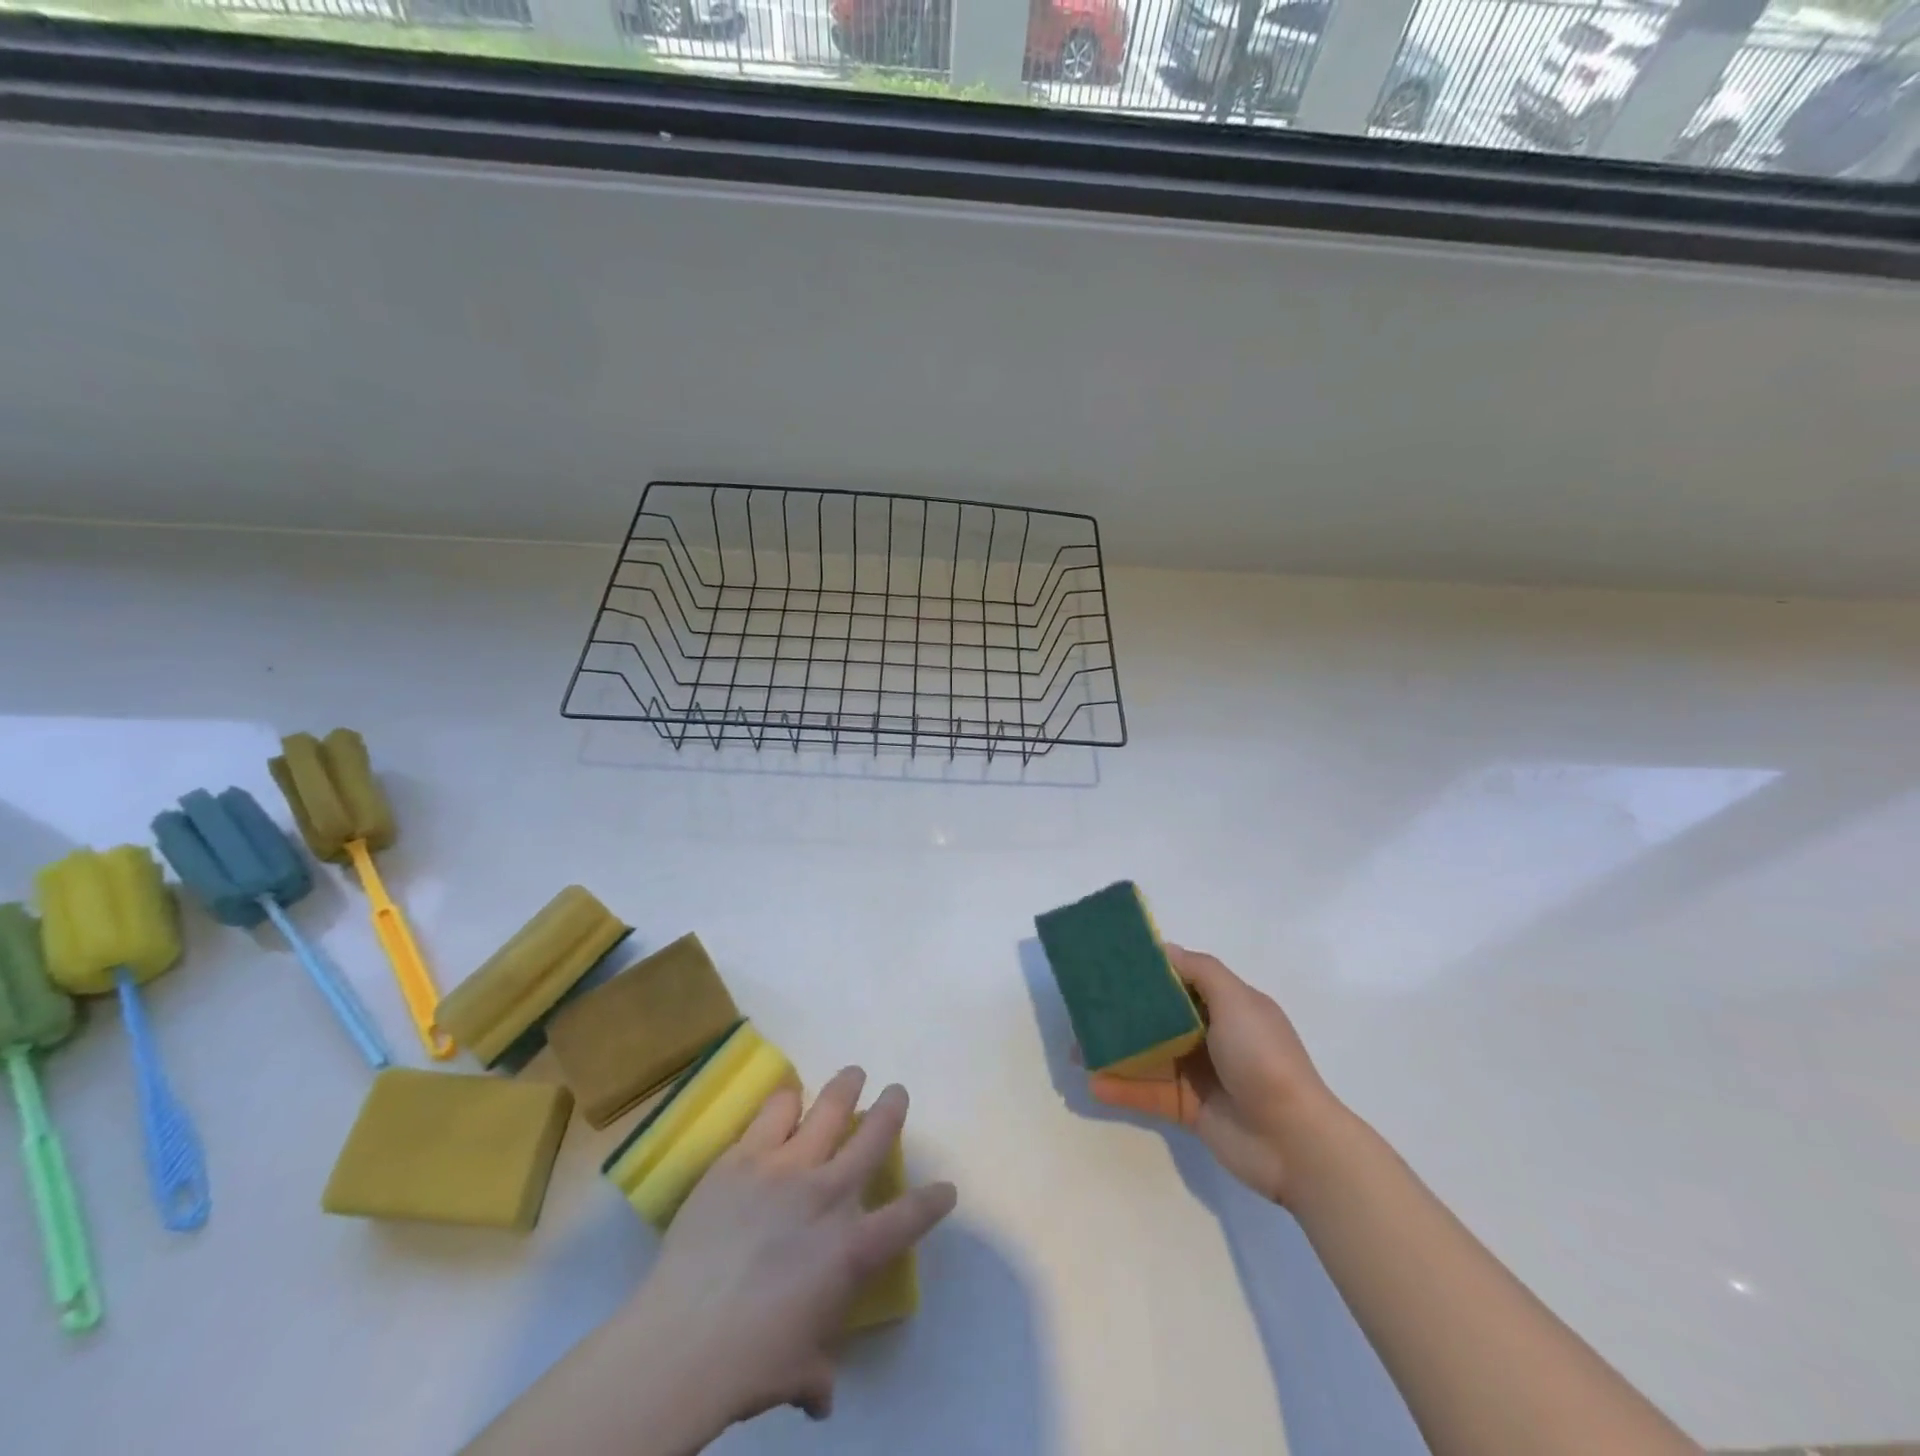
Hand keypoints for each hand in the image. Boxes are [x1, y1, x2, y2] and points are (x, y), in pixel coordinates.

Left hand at [630, 1069, 957, 1441]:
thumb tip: (821, 1397)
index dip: (934, 1201)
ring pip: (829, 1108)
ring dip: (846, 1087)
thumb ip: (817, 1373)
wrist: (683, 1340)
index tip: (946, 1189)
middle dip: (892, 1109)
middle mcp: (828, 1196)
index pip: (909, 1218)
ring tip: (853, 1074)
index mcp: (852, 1250)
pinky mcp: (744, 1157)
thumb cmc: (750, 1365)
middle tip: (897, 1093)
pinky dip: (787, 1101)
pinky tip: (788, 1098)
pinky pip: (774, 1112)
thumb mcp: (798, 1374)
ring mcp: (786, 1168)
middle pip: (873, 1136)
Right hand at [1087, 945, 1336, 1205]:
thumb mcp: (1237, 1001)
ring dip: (1113, 1051)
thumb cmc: (1264, 1059)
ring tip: (1075, 1048)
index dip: (1146, 971)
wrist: (1294, 1142)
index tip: (1109, 963)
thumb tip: (1164, 948)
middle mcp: (1210, 1036)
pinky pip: (1147, 1093)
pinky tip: (1092, 1082)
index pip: (1179, 981)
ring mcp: (1198, 1074)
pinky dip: (1121, 1088)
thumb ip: (1200, 971)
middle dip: (1121, 1012)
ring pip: (1146, 1055)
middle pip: (1157, 1017)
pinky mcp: (1187, 1110)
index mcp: (1225, 1007)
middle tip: (1082, 1007)